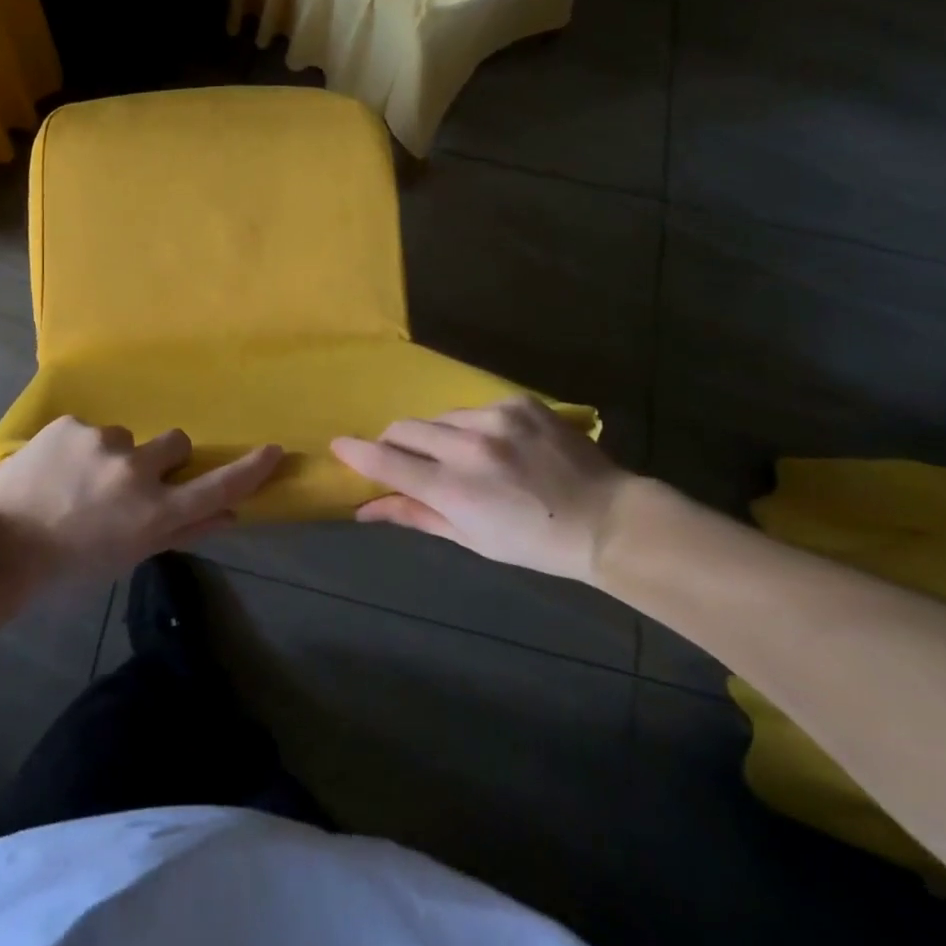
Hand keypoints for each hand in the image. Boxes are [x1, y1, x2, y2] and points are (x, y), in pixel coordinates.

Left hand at [0, 416, 281, 582]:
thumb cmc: (69, 565)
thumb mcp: (129, 558)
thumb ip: (181, 533)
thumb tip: (228, 515)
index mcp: (153, 513)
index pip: (216, 487)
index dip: (249, 470)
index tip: (273, 450)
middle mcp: (136, 470)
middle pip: (176, 443)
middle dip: (162, 458)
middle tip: (130, 481)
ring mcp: (102, 442)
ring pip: (126, 437)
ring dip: (113, 455)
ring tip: (77, 482)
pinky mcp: (71, 424)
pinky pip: (90, 430)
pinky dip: (80, 447)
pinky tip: (54, 470)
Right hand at [331, 395, 647, 581]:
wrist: (607, 519)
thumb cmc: (534, 542)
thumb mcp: (471, 538)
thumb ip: (415, 515)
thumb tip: (365, 510)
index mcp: (455, 490)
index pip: (387, 462)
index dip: (357, 453)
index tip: (338, 445)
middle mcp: (469, 447)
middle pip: (404, 429)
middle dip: (394, 443)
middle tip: (406, 460)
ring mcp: (496, 419)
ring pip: (438, 417)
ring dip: (435, 435)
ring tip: (462, 456)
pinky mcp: (518, 402)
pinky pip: (473, 407)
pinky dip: (471, 425)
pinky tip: (495, 444)